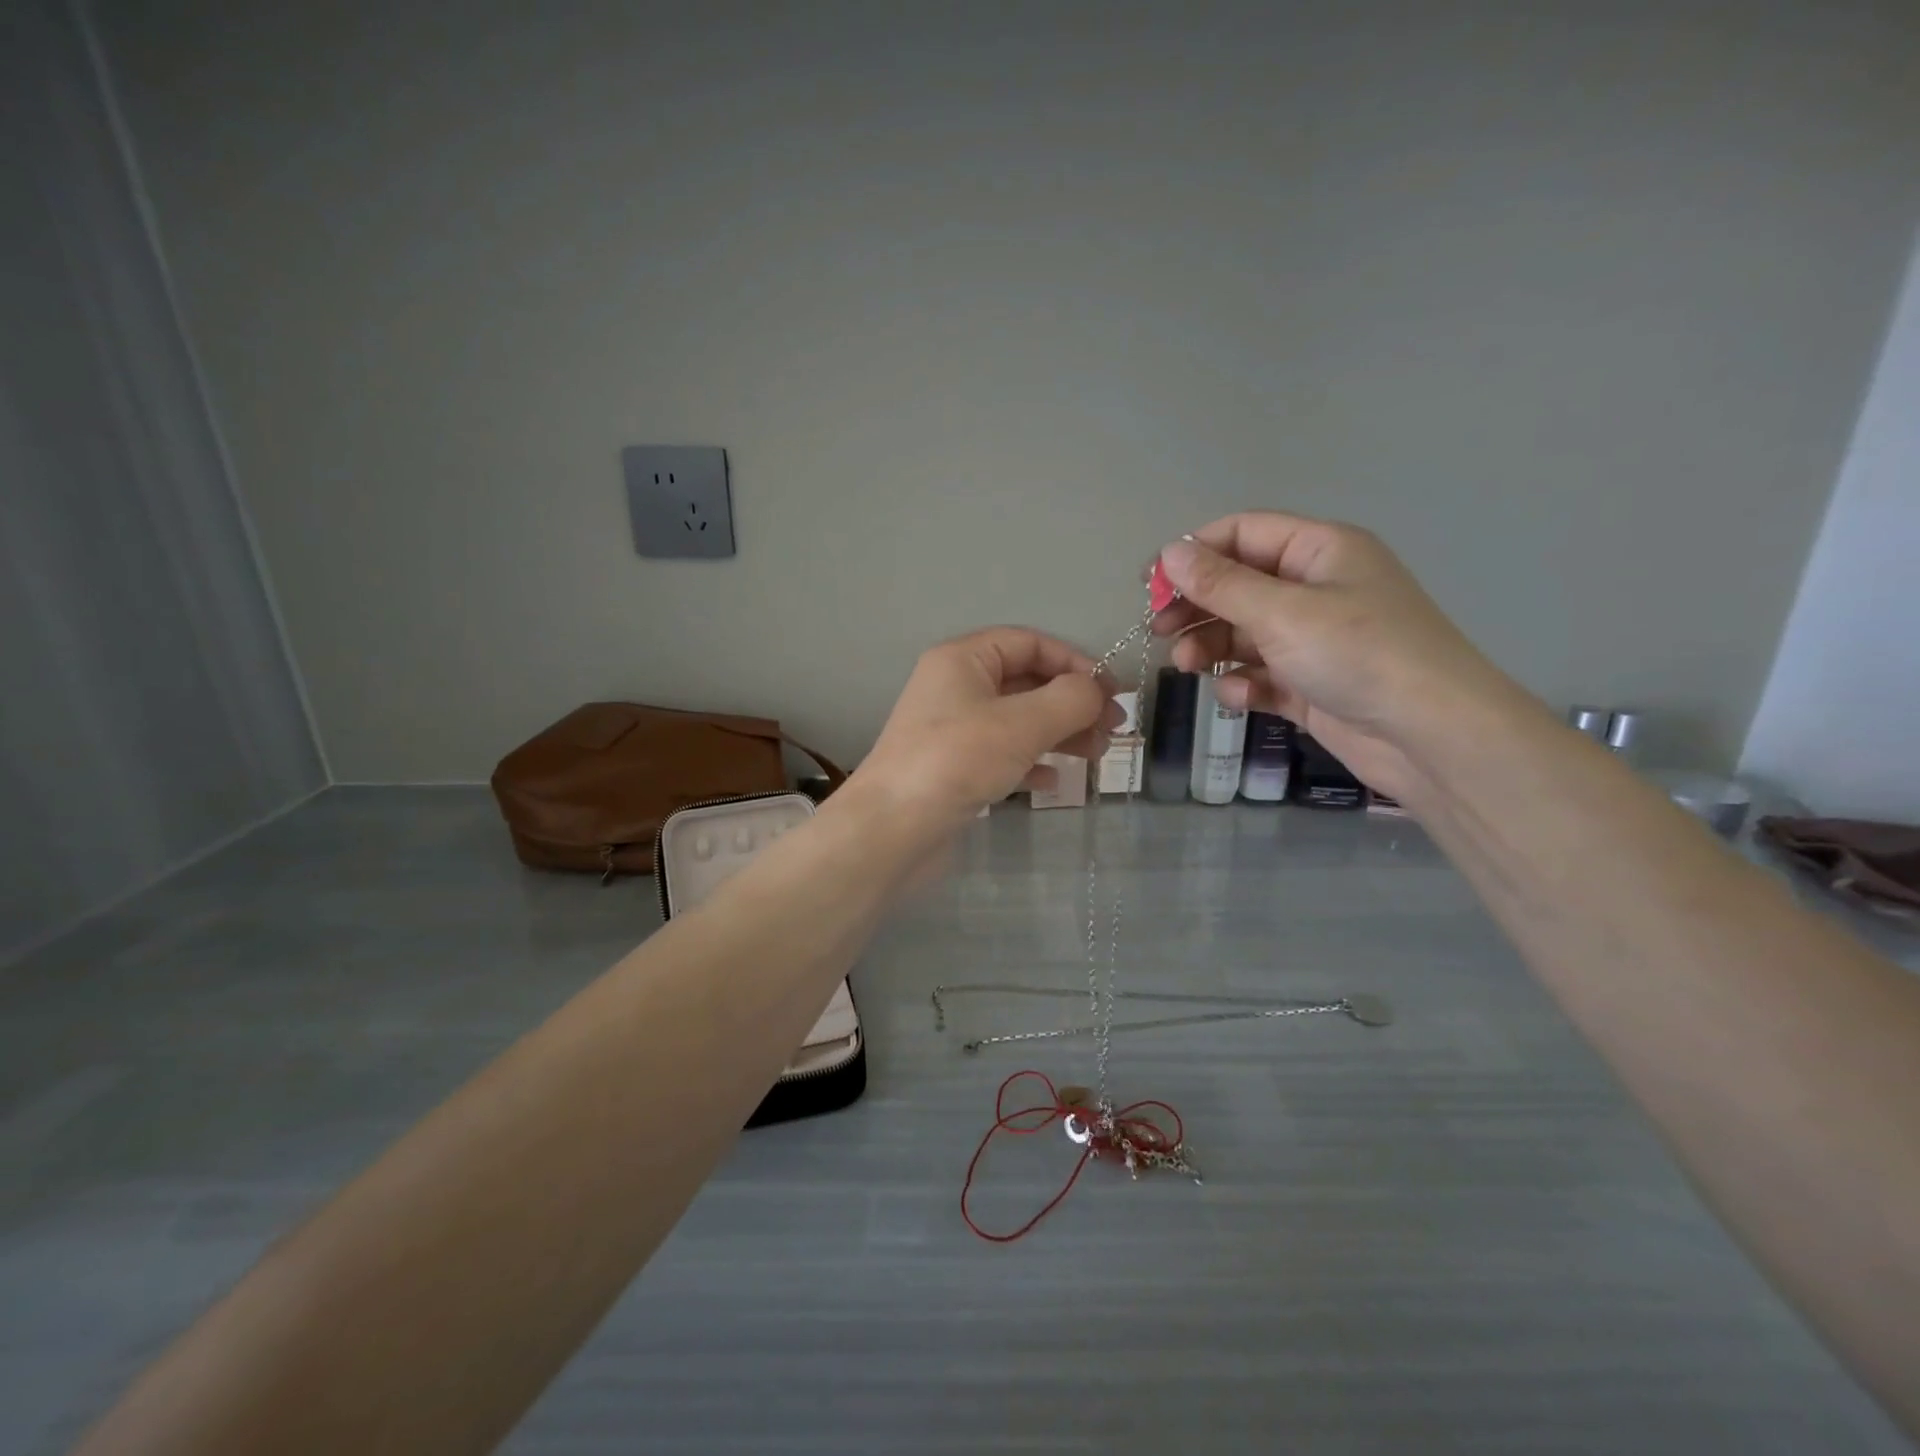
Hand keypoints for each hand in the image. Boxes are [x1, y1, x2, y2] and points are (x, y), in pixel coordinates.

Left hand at [850, 627, 1116, 833]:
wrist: (891, 830)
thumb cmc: (956, 761)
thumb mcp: (1022, 723)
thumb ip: (1070, 699)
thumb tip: (1098, 690)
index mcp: (963, 659)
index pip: (1030, 643)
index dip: (1075, 662)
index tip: (1113, 693)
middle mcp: (955, 687)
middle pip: (1026, 682)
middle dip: (1072, 703)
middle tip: (1112, 731)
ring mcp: (952, 730)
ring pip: (1018, 720)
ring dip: (1059, 733)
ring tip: (1095, 756)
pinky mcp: (952, 768)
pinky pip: (1002, 754)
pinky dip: (1031, 762)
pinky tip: (1052, 782)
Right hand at [1153, 512, 1514, 800]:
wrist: (1431, 736)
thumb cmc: (1358, 653)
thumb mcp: (1282, 612)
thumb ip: (1220, 583)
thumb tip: (1169, 552)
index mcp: (1318, 551)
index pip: (1242, 534)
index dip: (1193, 553)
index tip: (1150, 584)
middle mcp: (1314, 589)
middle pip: (1237, 585)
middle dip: (1196, 606)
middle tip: (1158, 629)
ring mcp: (1313, 639)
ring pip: (1243, 633)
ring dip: (1211, 646)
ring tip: (1186, 665)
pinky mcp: (1310, 684)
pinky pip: (1262, 674)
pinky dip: (1243, 683)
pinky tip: (1237, 695)